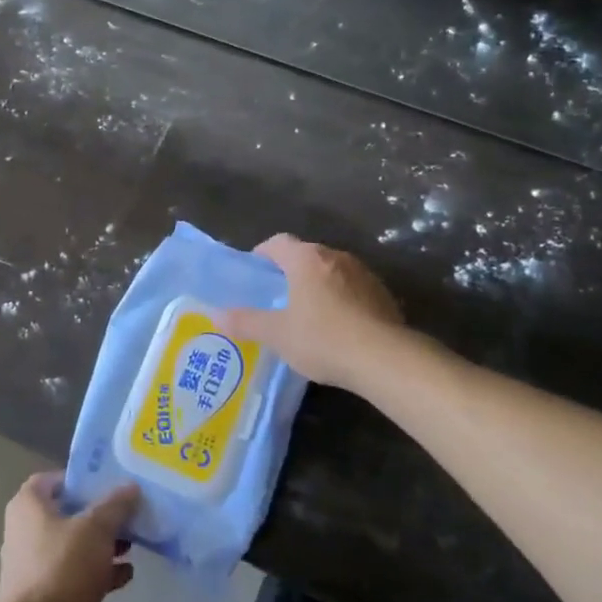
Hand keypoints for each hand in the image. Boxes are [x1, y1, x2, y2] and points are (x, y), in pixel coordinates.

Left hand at [0, 473, 139, 601]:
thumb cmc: (62, 568)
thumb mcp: (96, 528)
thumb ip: (115, 505)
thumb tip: (131, 486)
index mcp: (28, 506)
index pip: (53, 479)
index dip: (80, 478)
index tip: (110, 483)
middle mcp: (26, 531)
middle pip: (67, 513)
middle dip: (99, 514)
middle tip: (129, 513)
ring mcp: (35, 566)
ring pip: (74, 546)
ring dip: (102, 545)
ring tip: (134, 543)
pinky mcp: (47, 598)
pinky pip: (76, 575)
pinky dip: (99, 573)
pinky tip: (127, 575)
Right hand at [221, 234, 402, 390]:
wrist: (385, 359)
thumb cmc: (323, 339)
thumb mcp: (277, 334)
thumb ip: (245, 322)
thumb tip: (216, 315)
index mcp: (306, 259)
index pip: (278, 242)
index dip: (263, 254)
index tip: (255, 274)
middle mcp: (335, 257)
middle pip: (306, 255)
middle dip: (290, 272)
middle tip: (278, 297)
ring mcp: (363, 274)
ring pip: (332, 272)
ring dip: (319, 285)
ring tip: (308, 314)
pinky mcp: (383, 294)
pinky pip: (354, 289)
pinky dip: (342, 300)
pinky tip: (339, 328)